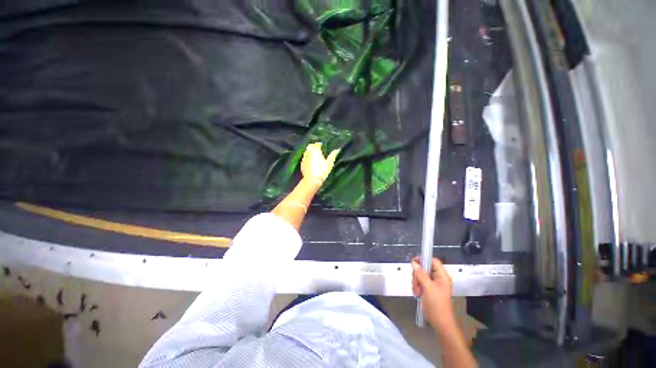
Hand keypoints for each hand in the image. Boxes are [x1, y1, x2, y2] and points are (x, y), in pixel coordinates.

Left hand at [300, 142, 338, 186]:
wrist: (312, 180)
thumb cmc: (322, 171)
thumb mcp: (329, 164)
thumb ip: (332, 156)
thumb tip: (337, 149)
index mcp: (316, 151)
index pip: (316, 144)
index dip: (319, 144)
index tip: (322, 145)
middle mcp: (309, 153)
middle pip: (310, 146)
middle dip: (313, 146)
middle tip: (318, 149)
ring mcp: (304, 158)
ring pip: (306, 151)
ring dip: (310, 151)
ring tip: (314, 154)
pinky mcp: (302, 163)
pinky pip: (304, 157)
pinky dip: (307, 157)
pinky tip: (310, 161)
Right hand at [412, 257, 455, 332]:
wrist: (440, 323)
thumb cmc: (436, 305)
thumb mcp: (427, 288)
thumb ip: (421, 274)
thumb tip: (414, 262)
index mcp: (442, 276)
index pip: (433, 260)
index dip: (423, 259)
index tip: (414, 263)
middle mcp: (438, 278)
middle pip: (424, 268)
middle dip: (417, 275)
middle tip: (417, 284)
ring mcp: (434, 284)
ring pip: (420, 275)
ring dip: (416, 282)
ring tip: (417, 292)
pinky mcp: (429, 289)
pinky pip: (420, 282)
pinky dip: (417, 286)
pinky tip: (418, 294)